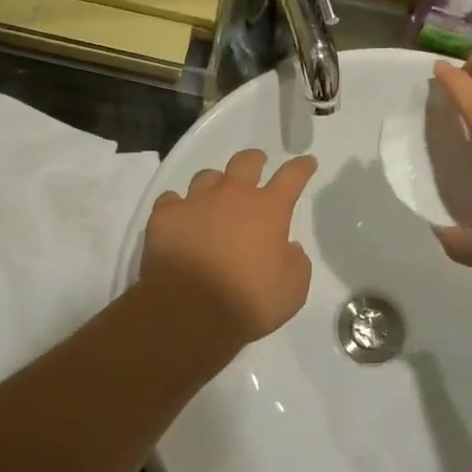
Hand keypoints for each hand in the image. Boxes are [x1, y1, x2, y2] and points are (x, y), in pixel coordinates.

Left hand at [138, 149, 318, 352]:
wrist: (189, 312)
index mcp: (268, 210)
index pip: (291, 177)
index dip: (301, 167)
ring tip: (214, 196)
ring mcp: (195, 202)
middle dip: (254, 160)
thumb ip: (296, 263)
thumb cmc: (248, 302)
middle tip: (257, 163)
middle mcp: (232, 196)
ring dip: (215, 183)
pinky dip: (178, 206)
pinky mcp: (164, 216)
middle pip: (245, 162)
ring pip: (206, 176)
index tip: (307, 162)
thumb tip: (289, 248)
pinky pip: (171, 200)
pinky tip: (179, 218)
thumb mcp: (292, 290)